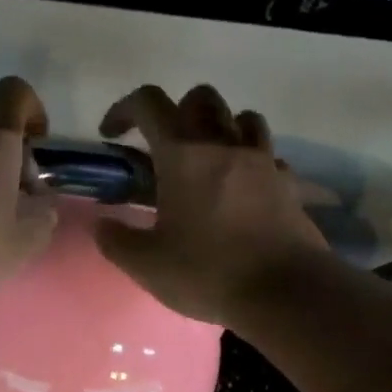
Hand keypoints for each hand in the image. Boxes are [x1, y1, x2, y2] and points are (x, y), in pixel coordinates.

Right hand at [94, 84, 329, 325]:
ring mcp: (262, 161)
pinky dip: (251, 162)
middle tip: (163, 148)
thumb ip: (117, 241)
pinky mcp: (288, 184)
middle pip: (201, 98)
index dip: (124, 109)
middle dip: (176, 111)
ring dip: (220, 128)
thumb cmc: (209, 272)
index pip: (149, 104)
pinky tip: (242, 190)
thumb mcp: (147, 265)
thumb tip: (102, 225)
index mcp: (183, 156)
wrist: (286, 292)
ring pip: (242, 118)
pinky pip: (268, 156)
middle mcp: (224, 145)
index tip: (112, 134)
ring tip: (207, 161)